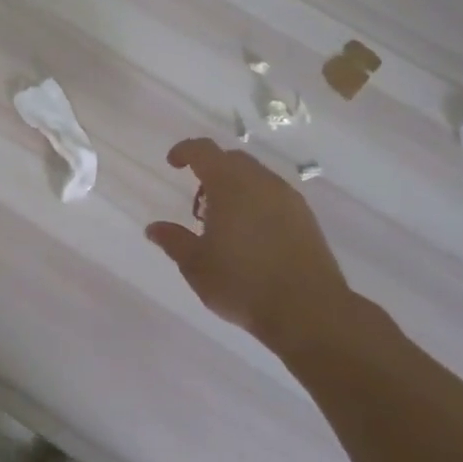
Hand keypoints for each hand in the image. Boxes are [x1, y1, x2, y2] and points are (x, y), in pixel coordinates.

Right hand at [146, 138, 366, 354]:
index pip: (203, 151)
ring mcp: (288, 198)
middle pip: (231, 160)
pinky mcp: (306, 217)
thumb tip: (154, 228)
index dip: (185, 151)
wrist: (308, 310)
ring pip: (255, 177)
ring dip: (235, 187)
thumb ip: (173, 240)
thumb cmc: (242, 283)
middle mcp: (261, 181)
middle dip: (210, 171)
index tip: (172, 163)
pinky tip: (252, 235)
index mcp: (229, 184)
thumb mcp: (196, 265)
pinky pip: (274, 195)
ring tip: (225, 223)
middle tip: (199, 205)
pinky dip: (256, 202)